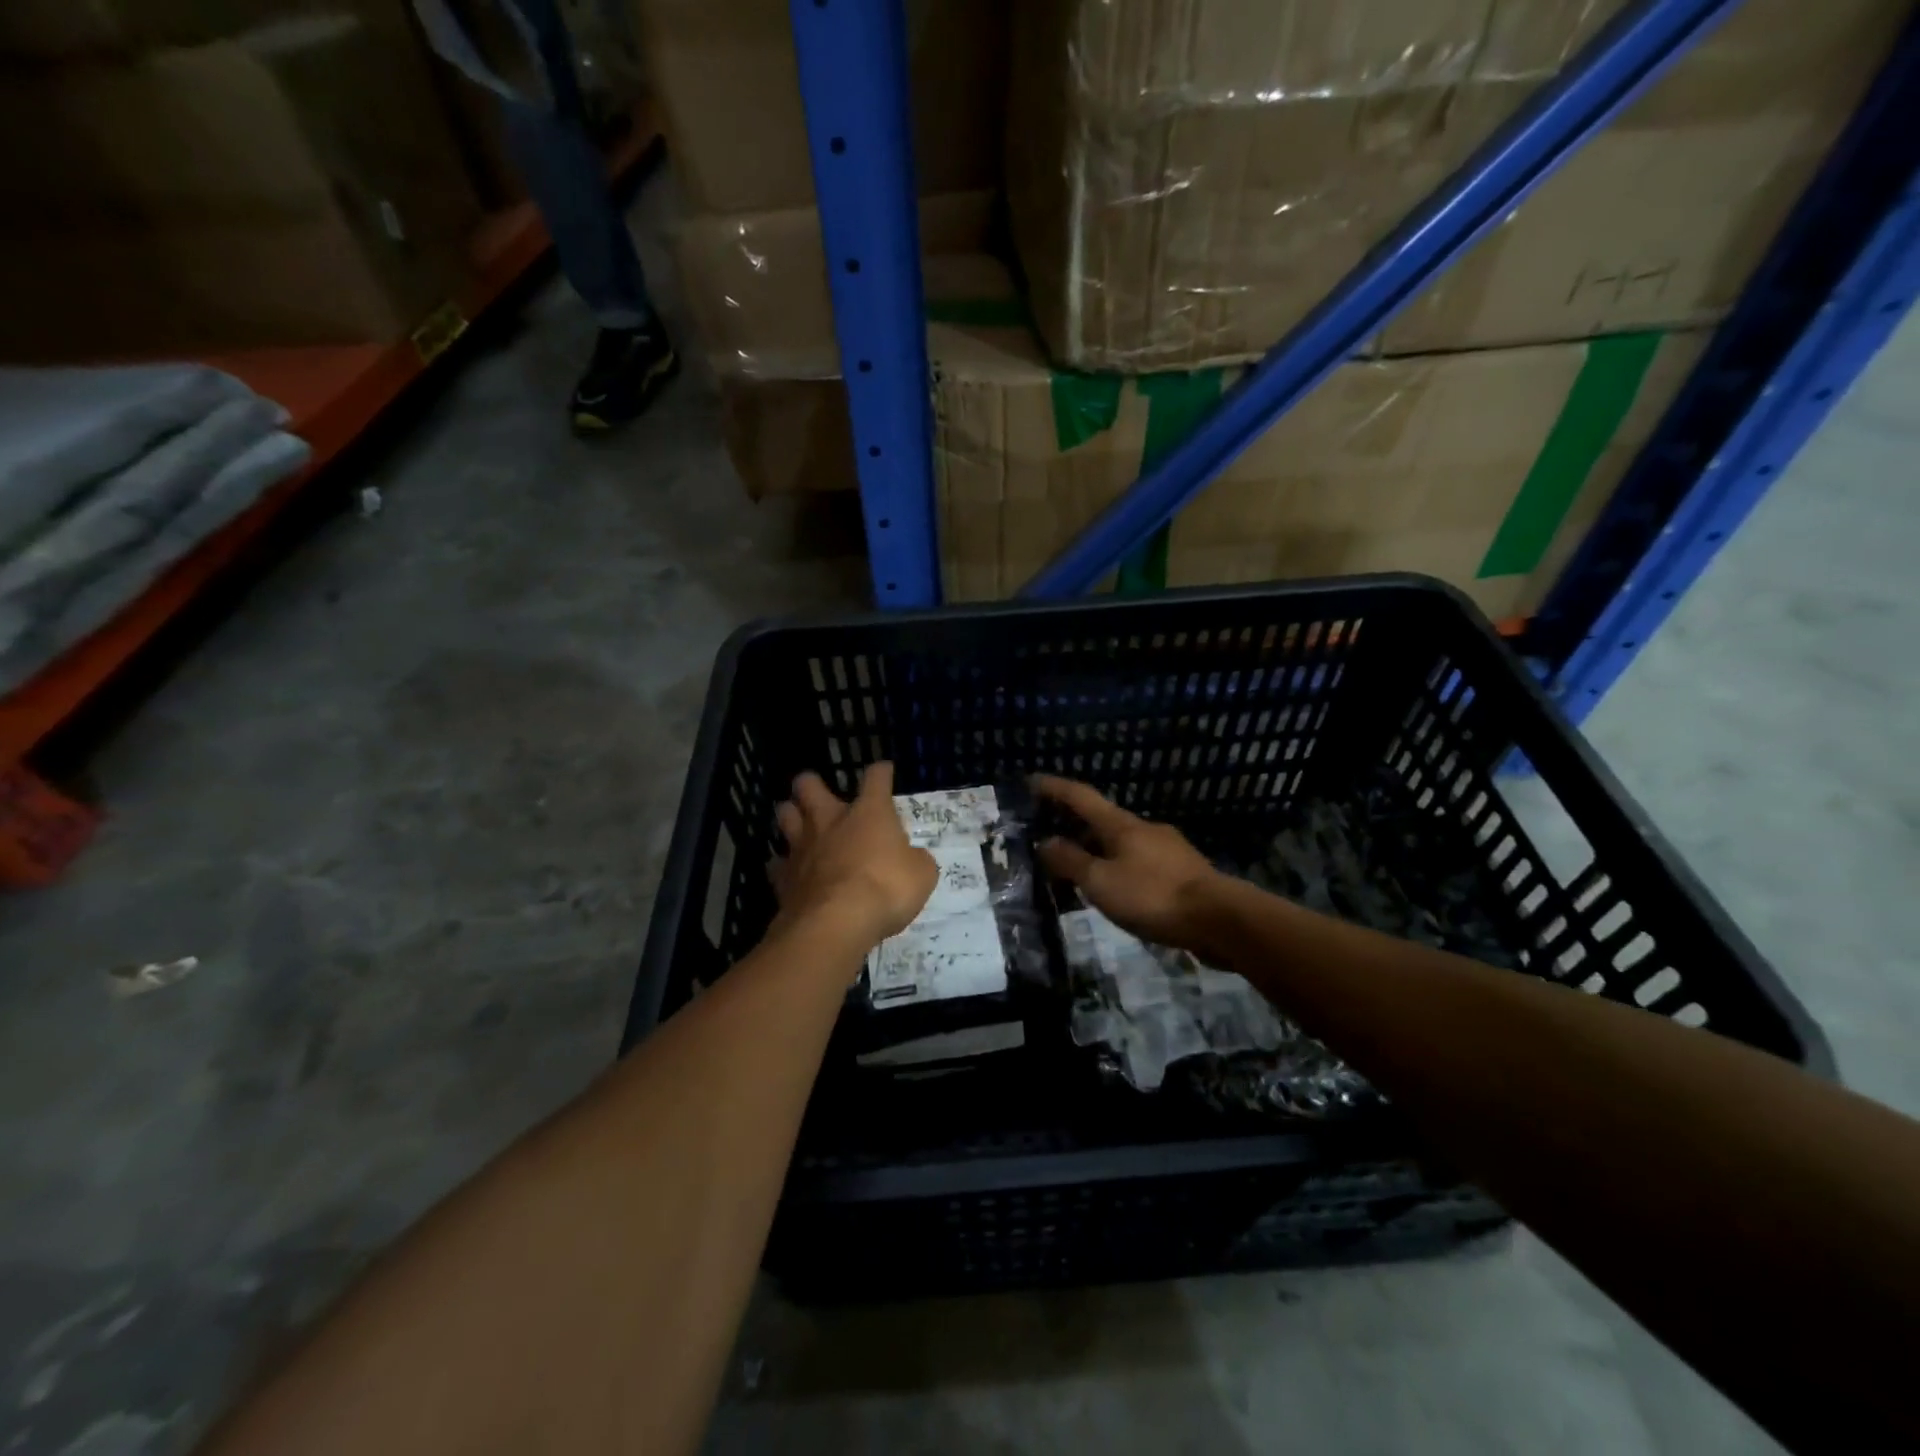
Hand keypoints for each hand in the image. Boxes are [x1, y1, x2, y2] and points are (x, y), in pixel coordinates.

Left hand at [771, 762, 936, 952]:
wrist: (837, 922)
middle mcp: (831, 821)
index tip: (884, 771)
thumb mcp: (922, 875)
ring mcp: (802, 847)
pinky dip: (782, 864)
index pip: (876, 779)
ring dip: (791, 815)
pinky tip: (788, 870)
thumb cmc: (887, 889)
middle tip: (818, 793)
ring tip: (798, 823)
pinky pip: (776, 863)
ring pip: (785, 815)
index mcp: (869, 813)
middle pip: (809, 785)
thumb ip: (916, 861)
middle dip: (811, 784)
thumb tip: (912, 860)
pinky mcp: (783, 877)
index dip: (881, 772)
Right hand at [1032, 775, 1221, 948]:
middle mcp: (1144, 829)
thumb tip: (1045, 842)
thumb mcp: (1101, 882)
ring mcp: (1167, 849)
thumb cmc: (1153, 896)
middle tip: (1048, 836)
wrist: (1221, 919)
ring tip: (1078, 869)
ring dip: (1097, 850)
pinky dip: (1118, 867)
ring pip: (1122, 843)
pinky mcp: (1182, 872)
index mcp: (1121, 825)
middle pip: (1102, 819)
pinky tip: (1116, 888)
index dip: (1054, 788)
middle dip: (1074, 825)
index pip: (1080, 797)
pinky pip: (1139, 862)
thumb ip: (1071, 861)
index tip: (1031, 780)